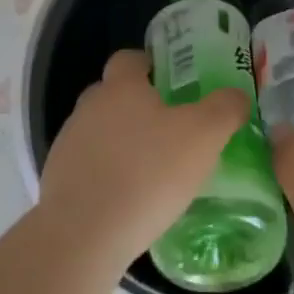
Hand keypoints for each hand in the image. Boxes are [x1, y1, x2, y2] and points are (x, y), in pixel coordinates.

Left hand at [37, 49, 249, 271]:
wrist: (83, 235)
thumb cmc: (147, 174)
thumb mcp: (203, 136)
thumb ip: (224, 109)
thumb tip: (235, 95)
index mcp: (121, 86)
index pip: (130, 58)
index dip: (151, 65)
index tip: (172, 83)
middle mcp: (89, 106)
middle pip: (114, 94)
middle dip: (138, 106)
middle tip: (170, 129)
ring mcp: (68, 143)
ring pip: (100, 131)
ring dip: (121, 143)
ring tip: (151, 170)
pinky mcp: (58, 180)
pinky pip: (88, 166)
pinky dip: (106, 175)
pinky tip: (128, 200)